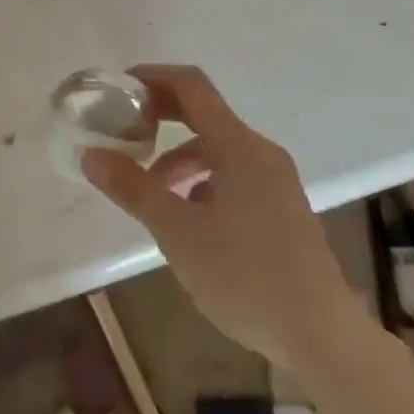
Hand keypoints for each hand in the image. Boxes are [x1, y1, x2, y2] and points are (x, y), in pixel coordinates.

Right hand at [81, 65, 360, 366]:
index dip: (153, 77)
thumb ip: (133, 188)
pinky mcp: (281, 206)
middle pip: (204, 112)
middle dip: (161, 115)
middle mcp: (260, 151)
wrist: (322, 336)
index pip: (191, 86)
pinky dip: (202, 178)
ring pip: (218, 147)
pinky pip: (234, 173)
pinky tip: (187, 217)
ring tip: (149, 186)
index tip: (118, 90)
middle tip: (123, 129)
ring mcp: (275, 180)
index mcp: (238, 146)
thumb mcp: (177, 232)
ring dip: (179, 155)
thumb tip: (91, 154)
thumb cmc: (245, 277)